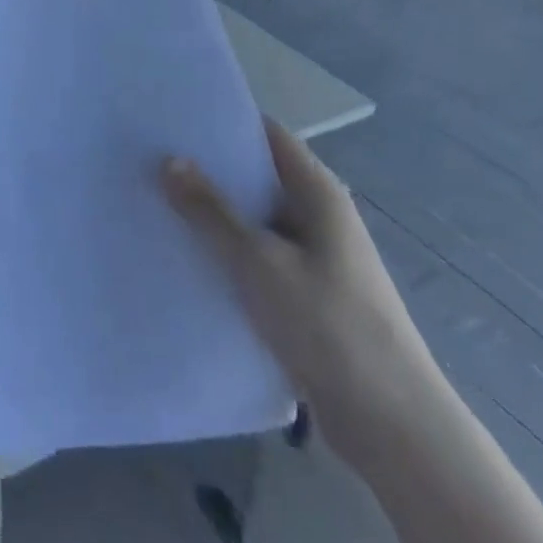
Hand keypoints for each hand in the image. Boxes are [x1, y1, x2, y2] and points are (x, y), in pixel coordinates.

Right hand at [162, 122, 442, 462]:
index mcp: (318, 193)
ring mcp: (314, 258)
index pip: (267, 135)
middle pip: (257, 177)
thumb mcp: (259, 261)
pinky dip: (227, 253)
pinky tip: (186, 259)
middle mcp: (318, 217)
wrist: (390, 424)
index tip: (174, 117)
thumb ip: (211, 211)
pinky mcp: (306, 296)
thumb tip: (170, 160)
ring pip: (254, 221)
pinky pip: (258, 259)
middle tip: (152, 160)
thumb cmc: (328, 325)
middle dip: (209, 169)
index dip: (224, 121)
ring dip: (214, 215)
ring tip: (157, 204)